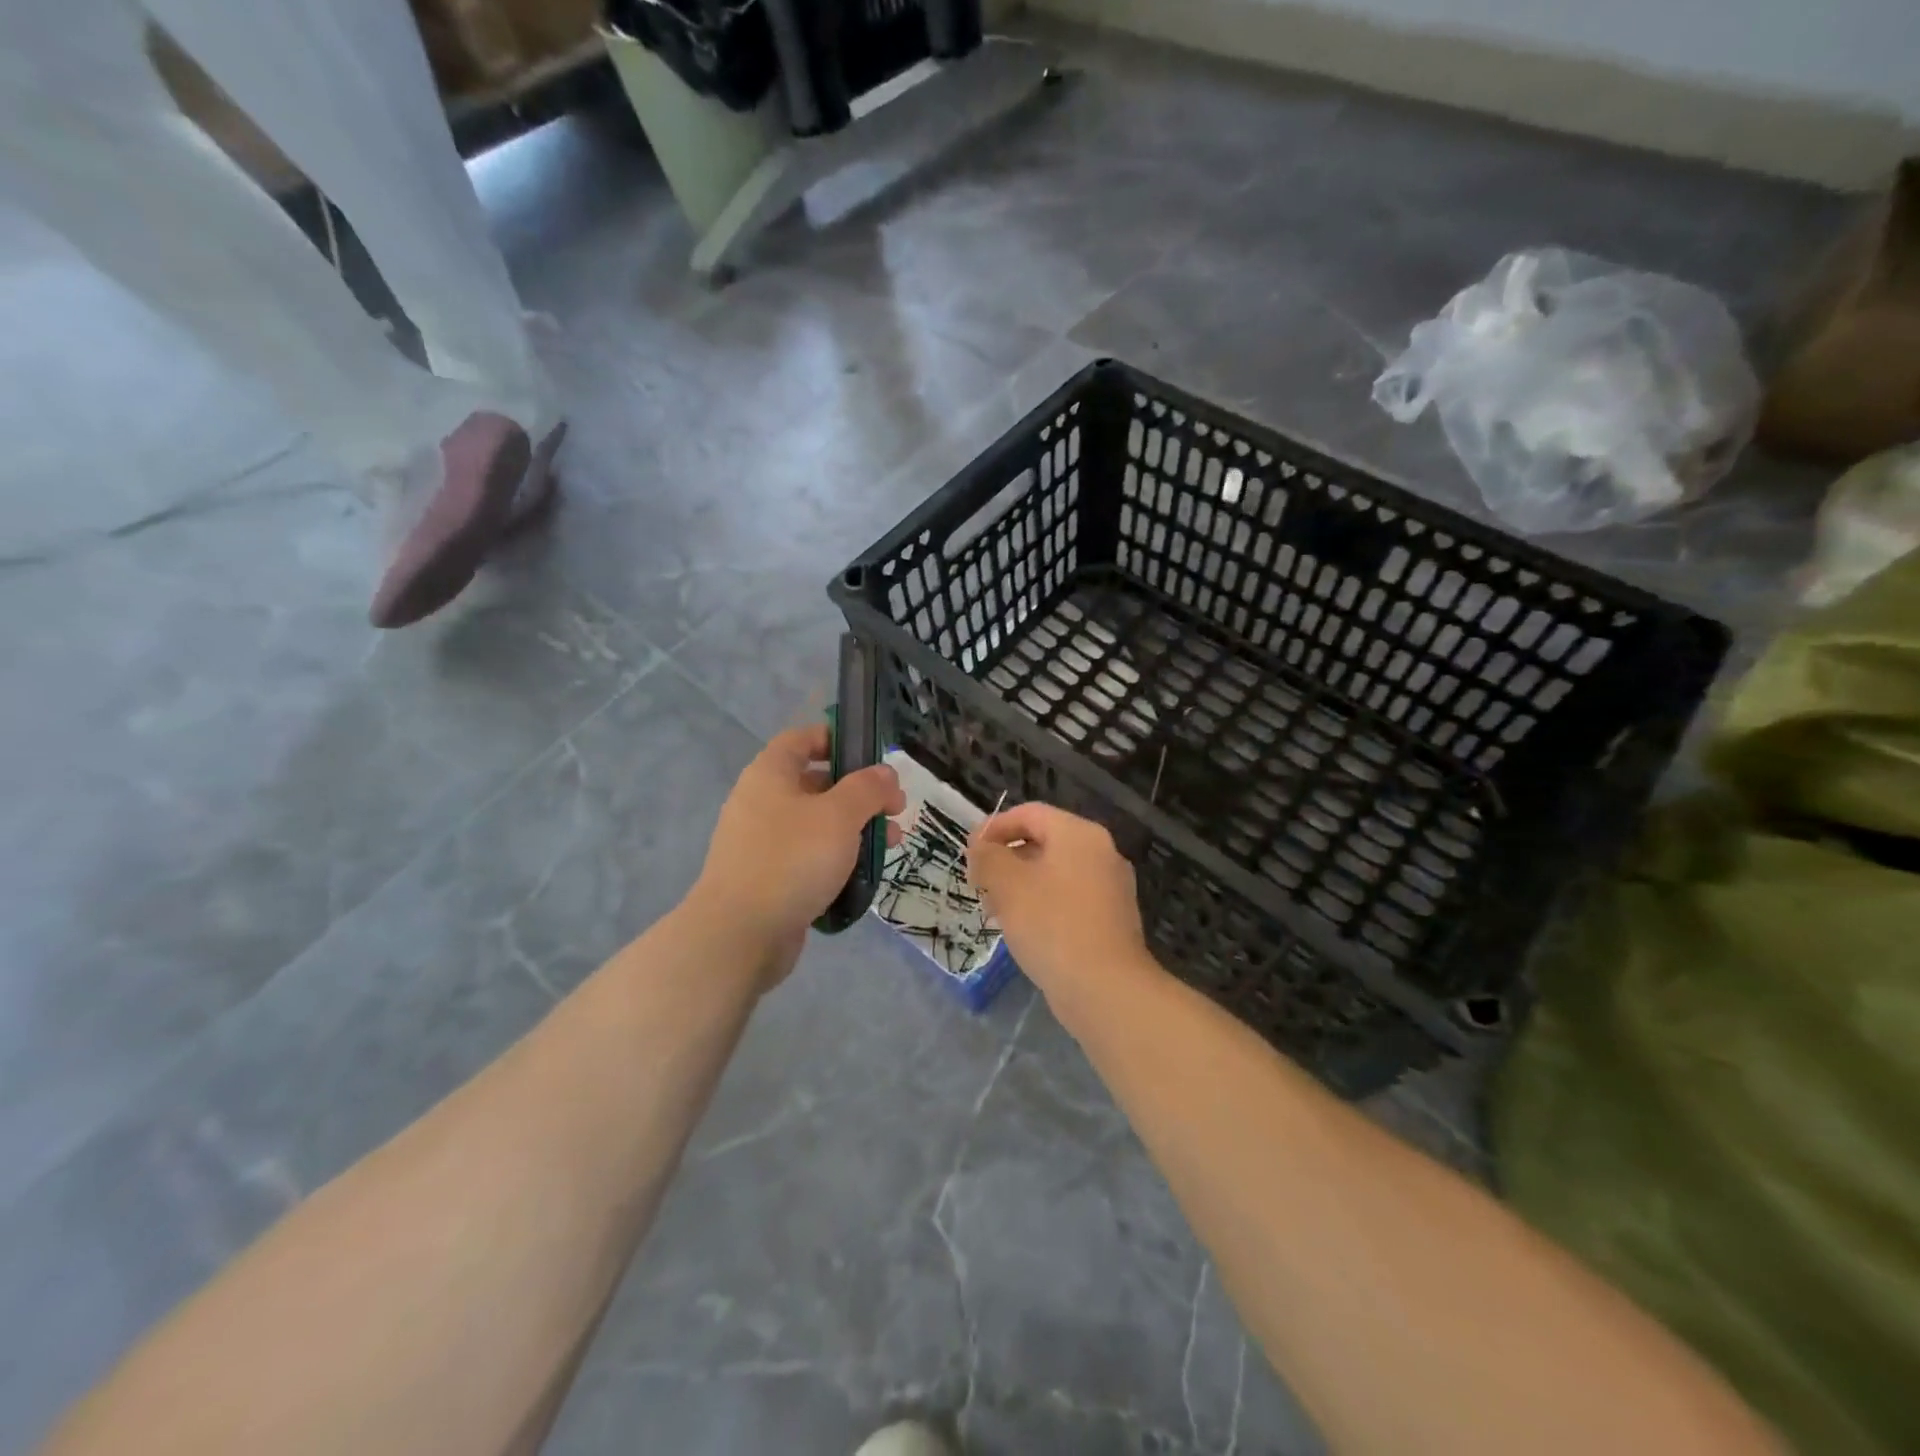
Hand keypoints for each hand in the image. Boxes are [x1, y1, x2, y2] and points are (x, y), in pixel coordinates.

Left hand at [690, 724, 904, 985]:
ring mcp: (761, 843)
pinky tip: (862, 875)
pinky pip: (807, 857)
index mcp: (770, 775)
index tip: (872, 756)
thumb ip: (867, 788)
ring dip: (855, 829)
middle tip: (895, 810)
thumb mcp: (840, 816)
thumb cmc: (791, 860)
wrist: (740, 934)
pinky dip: (836, 859)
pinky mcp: (767, 878)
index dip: (836, 738)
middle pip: (816, 783)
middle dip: (860, 794)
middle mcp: (761, 802)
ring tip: (891, 845)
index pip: (802, 739)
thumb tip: (885, 773)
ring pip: (816, 824)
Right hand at [968, 803, 1152, 1000]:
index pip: (1030, 814)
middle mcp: (1101, 853)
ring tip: (994, 911)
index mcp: (1080, 834)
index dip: (995, 828)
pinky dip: (1042, 906)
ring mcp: (1110, 888)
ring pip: (1054, 874)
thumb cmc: (1052, 925)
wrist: (1105, 988)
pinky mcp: (1111, 920)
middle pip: (1043, 842)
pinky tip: (1022, 931)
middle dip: (1006, 860)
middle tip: (978, 884)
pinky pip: (1068, 900)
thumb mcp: (1008, 884)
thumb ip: (988, 857)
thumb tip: (980, 846)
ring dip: (1020, 885)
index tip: (969, 852)